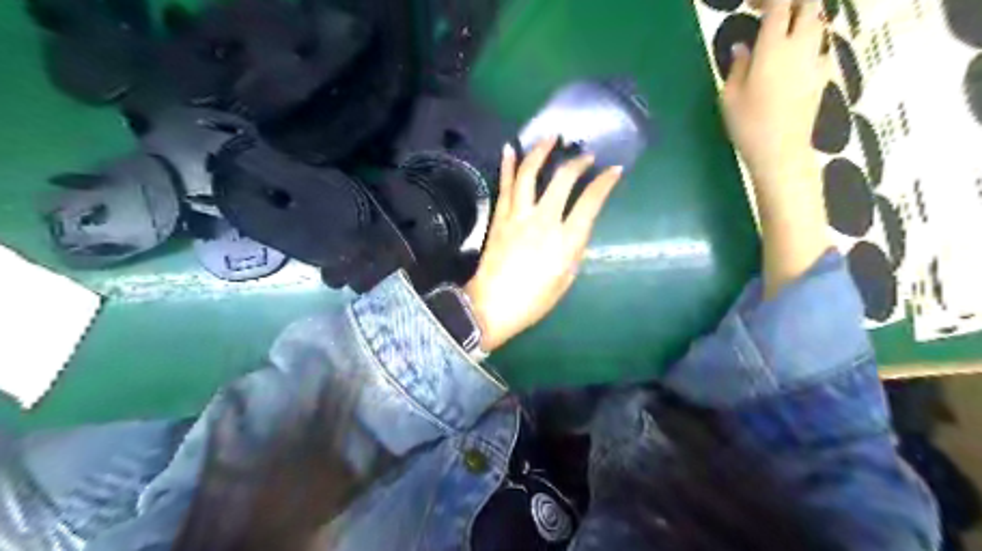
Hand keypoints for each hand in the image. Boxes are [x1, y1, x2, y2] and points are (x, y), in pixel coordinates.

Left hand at [464, 138, 620, 352]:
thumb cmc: (533, 300)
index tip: (614, 170)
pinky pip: (505, 185)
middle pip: (562, 179)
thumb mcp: (566, 279)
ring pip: (529, 173)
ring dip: (541, 151)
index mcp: (565, 241)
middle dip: (577, 162)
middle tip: (585, 155)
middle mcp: (543, 221)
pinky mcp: (499, 217)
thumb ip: (574, 248)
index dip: (605, 183)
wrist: (491, 306)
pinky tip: (510, 148)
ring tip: (551, 137)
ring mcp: (518, 215)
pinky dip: (508, 165)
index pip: (590, 202)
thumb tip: (578, 226)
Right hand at [723, 0, 830, 298]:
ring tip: (780, 30)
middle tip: (767, 11)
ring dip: (801, 18)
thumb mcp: (730, 96)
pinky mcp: (824, 74)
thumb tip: (743, 47)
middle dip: (789, 2)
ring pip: (819, 21)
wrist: (782, 152)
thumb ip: (737, 65)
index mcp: (773, 47)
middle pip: (808, 4)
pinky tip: (793, 55)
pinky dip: (808, 40)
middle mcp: (801, 45)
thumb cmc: (748, 125)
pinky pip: (820, 44)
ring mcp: (816, 59)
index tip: (751, 5)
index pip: (779, 4)